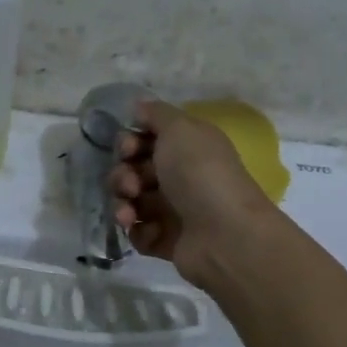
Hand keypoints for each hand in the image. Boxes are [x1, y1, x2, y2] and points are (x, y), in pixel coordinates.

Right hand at [109, 100, 279, 288]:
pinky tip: (147, 230)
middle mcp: (180, 177)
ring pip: (131, 202)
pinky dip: (137, 231)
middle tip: (131, 185)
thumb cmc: (200, 174)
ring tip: (129, 213)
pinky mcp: (167, 241)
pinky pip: (139, 232)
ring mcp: (173, 211)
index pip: (146, 140)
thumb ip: (156, 113)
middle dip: (122, 175)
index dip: (129, 143)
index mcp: (186, 149)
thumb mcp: (180, 128)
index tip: (128, 149)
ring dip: (122, 204)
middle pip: (133, 171)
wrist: (224, 234)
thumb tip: (139, 106)